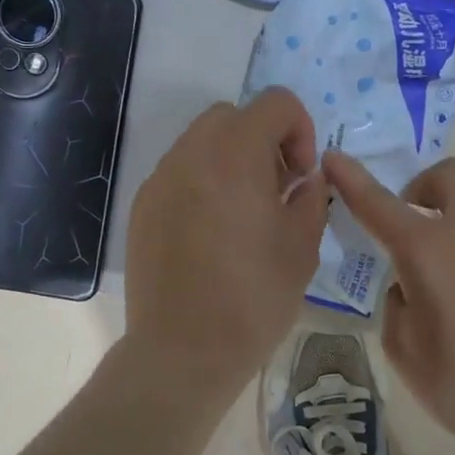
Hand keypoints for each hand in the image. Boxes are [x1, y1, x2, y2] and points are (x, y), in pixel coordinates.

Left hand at [125, 89, 328, 388]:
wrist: (183, 351)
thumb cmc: (253, 298)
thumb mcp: (302, 246)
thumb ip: (311, 197)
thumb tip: (305, 179)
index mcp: (235, 155)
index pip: (276, 103)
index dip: (301, 130)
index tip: (301, 176)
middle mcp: (191, 154)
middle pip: (233, 116)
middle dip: (263, 140)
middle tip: (275, 189)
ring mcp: (160, 179)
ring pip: (202, 142)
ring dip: (231, 159)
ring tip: (244, 212)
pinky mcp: (143, 206)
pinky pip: (179, 173)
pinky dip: (202, 182)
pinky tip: (211, 232)